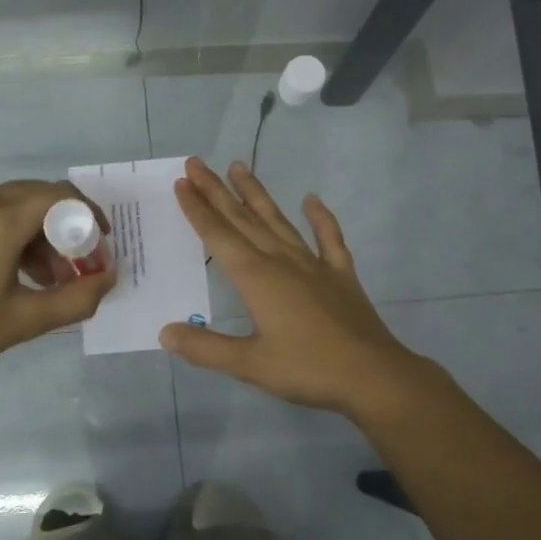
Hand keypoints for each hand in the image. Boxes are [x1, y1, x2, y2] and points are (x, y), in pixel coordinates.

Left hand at [0, 180, 114, 390]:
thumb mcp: (23, 322)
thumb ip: (75, 299)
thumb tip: (110, 278)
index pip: (60, 196)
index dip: (89, 215)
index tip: (101, 245)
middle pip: (39, 196)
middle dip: (67, 227)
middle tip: (80, 265)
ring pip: (17, 204)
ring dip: (42, 233)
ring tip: (51, 279)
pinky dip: (17, 233)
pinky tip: (20, 272)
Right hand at [161, 158, 431, 418]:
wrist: (373, 376)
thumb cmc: (307, 369)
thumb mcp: (249, 365)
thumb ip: (205, 348)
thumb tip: (166, 332)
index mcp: (257, 278)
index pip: (219, 236)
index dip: (198, 209)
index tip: (182, 182)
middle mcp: (282, 261)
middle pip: (243, 219)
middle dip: (217, 191)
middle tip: (196, 163)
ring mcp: (314, 265)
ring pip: (278, 220)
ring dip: (257, 194)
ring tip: (239, 166)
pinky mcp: (341, 275)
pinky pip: (329, 238)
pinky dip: (321, 218)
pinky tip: (312, 200)